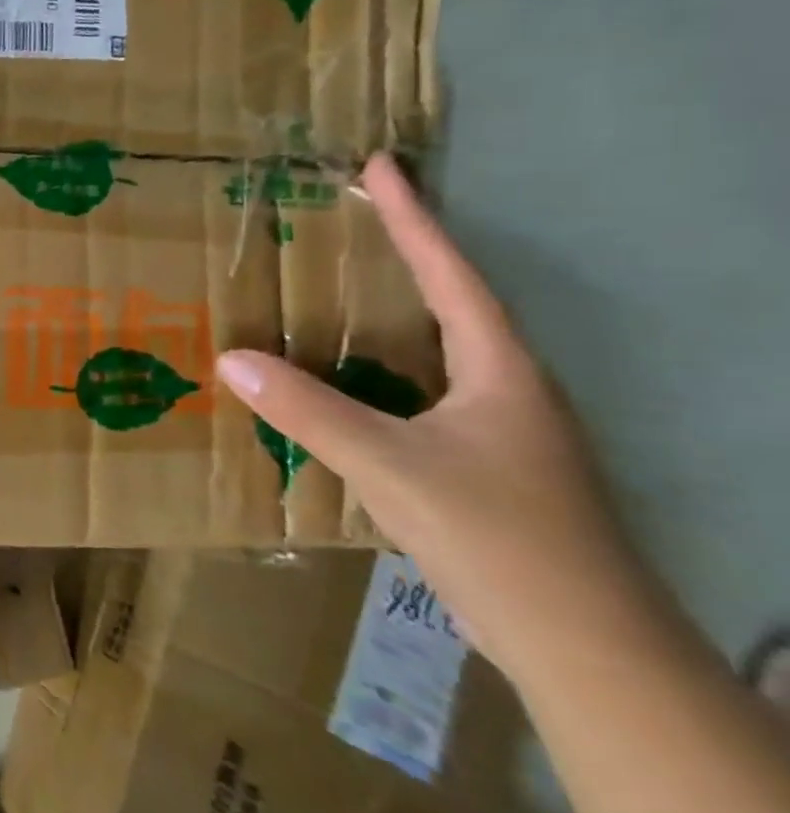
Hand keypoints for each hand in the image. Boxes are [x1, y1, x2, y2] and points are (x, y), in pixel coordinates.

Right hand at [215, 153, 653, 680]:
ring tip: (340, 292)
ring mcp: (502, 429)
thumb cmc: (497, 537)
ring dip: (394, 314)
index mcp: (499, 369)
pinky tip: (351, 383)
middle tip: (350, 221)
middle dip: (404, 256)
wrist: (582, 646)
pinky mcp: (487, 465)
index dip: (414, 218)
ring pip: (440, 351)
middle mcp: (508, 387)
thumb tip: (230, 358)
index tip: (381, 166)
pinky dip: (386, 370)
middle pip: (451, 303)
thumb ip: (308, 411)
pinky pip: (425, 392)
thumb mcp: (390, 467)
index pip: (451, 274)